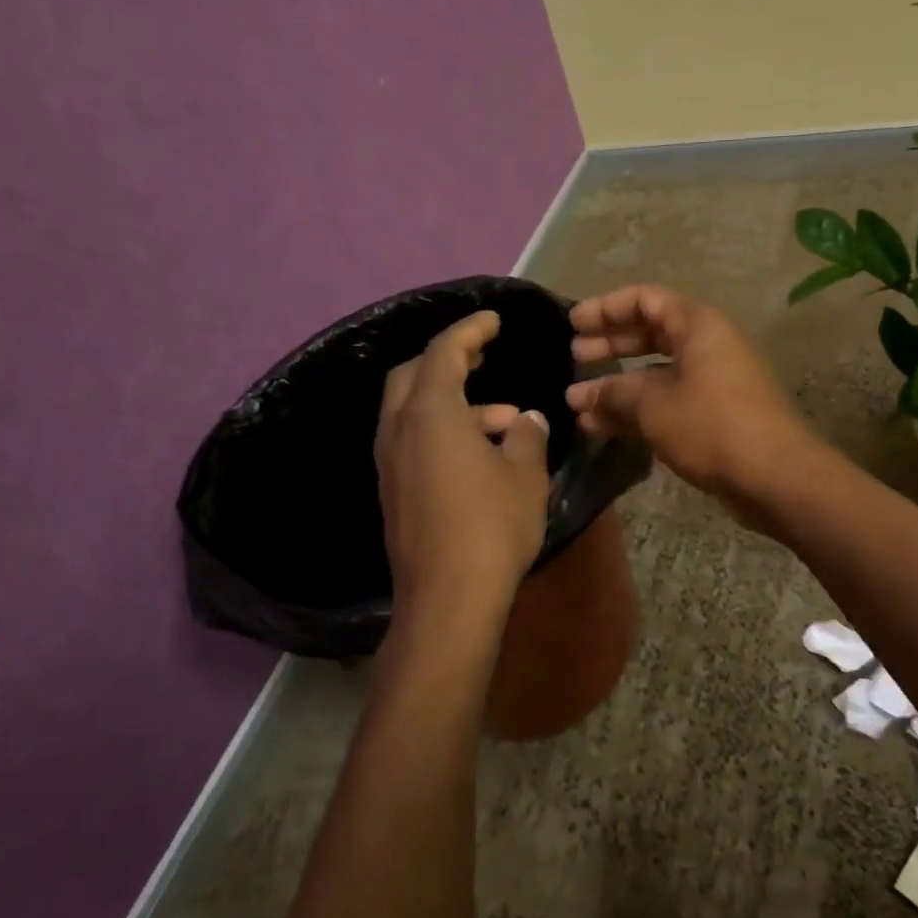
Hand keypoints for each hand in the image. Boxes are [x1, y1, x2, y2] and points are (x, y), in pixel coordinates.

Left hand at [374, 311, 550, 617]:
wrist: (447, 598)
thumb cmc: (492, 525)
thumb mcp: (524, 473)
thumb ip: (527, 435)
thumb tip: (527, 420)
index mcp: (430, 412)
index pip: (444, 351)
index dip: (470, 329)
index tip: (494, 319)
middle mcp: (399, 430)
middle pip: (415, 375)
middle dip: (449, 359)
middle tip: (483, 358)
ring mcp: (389, 463)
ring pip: (414, 412)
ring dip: (456, 405)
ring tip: (507, 423)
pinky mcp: (392, 491)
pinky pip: (413, 441)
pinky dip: (443, 432)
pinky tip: (482, 457)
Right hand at [565, 286, 818, 525]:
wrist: (775, 476)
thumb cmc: (711, 425)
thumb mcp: (653, 405)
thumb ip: (612, 394)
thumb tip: (578, 396)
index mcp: (697, 325)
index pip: (644, 300)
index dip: (606, 308)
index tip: (572, 324)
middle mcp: (706, 346)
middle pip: (650, 334)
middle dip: (610, 345)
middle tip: (574, 356)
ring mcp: (712, 382)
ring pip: (655, 373)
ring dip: (618, 386)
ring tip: (578, 403)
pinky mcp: (713, 415)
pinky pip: (667, 401)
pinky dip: (637, 410)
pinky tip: (602, 427)